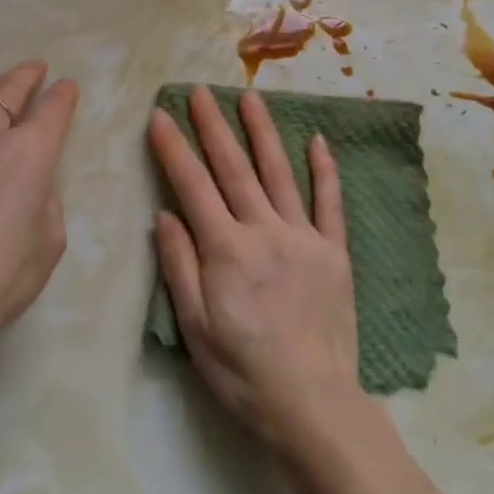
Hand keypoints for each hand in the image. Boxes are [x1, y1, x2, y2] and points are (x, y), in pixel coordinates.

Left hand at [0, 61, 79, 371]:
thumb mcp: (48, 240)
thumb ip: (44, 198)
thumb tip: (29, 185)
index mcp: (27, 153)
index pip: (52, 109)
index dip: (63, 95)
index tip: (67, 88)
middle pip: (7, 92)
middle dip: (26, 78)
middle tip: (36, 70)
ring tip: (0, 91)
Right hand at [149, 87, 363, 452]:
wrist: (313, 403)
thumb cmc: (243, 372)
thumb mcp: (195, 328)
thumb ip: (180, 265)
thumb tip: (165, 214)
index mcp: (226, 249)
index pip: (193, 186)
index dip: (174, 149)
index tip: (160, 116)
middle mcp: (264, 230)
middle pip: (234, 168)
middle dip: (213, 126)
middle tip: (199, 90)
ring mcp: (303, 236)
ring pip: (279, 172)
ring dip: (262, 132)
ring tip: (249, 97)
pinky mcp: (333, 251)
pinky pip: (329, 202)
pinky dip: (324, 169)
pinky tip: (318, 140)